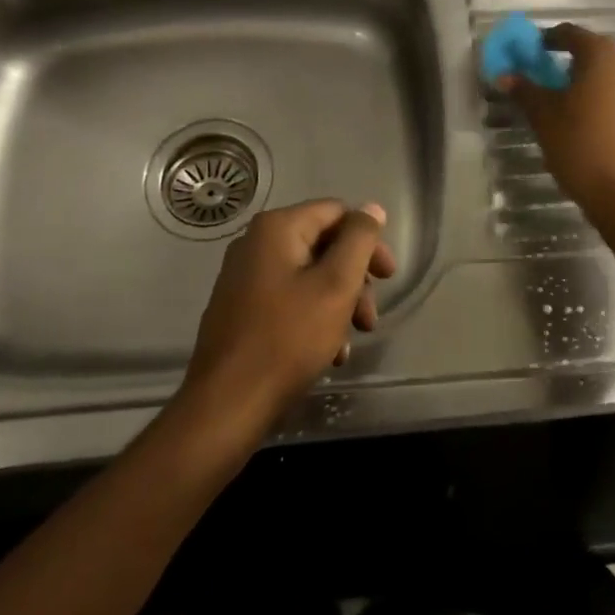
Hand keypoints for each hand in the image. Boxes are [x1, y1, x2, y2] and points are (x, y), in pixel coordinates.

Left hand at [182, 199, 395, 426]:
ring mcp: (244, 277)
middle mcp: (256, 244)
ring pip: (309, 277)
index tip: (388, 277)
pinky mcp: (240, 309)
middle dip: (354, 280)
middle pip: (323, 246)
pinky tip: (328, 353)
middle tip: (370, 317)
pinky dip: (314, 319)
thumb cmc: (287, 338)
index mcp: (277, 228)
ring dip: (338, 304)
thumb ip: (359, 240)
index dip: (368, 242)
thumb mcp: (336, 285)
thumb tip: (372, 208)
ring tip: (351, 341)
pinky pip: (289, 300)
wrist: (226, 405)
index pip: (337, 213)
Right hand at [496, 23, 614, 221]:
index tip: (529, 54)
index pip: (570, 33)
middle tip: (545, 82)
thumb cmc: (583, 147)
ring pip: (611, 78)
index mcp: (602, 55)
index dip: (546, 40)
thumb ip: (525, 91)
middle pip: (593, 54)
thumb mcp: (544, 118)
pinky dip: (606, 105)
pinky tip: (591, 130)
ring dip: (588, 85)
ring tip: (566, 108)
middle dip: (568, 64)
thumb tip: (506, 75)